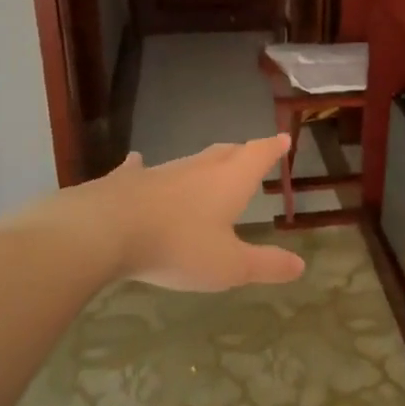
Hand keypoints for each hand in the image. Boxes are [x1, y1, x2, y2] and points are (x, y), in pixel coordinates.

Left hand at [12, 136, 306, 291]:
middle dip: (242, 153)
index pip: (258, 155)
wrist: (103, 232)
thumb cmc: (177, 247)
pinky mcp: (125, 182)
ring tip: (210, 164)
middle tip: (251, 152)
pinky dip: (144, 167)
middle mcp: (197, 170)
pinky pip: (139, 170)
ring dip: (203, 163)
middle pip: (225, 153)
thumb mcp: (230, 266)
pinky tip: (137, 161)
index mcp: (229, 183)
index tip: (283, 139)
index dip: (272, 148)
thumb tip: (301, 266)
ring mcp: (159, 173)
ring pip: (188, 161)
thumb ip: (266, 265)